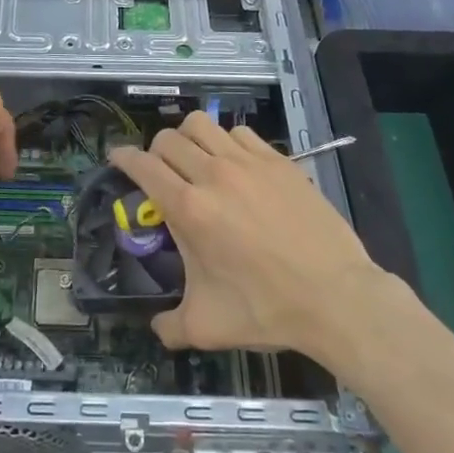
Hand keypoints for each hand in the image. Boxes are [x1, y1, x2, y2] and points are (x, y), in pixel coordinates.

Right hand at [111, 112, 378, 360]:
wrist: (336, 297)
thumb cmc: (267, 309)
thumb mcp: (208, 326)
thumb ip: (171, 326)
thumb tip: (157, 328)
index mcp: (189, 209)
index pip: (143, 166)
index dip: (123, 158)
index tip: (117, 158)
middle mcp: (213, 175)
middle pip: (168, 139)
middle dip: (155, 152)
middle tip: (161, 173)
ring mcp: (249, 163)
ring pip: (202, 124)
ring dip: (189, 138)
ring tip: (195, 160)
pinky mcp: (278, 161)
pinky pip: (240, 133)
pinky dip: (227, 142)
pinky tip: (235, 166)